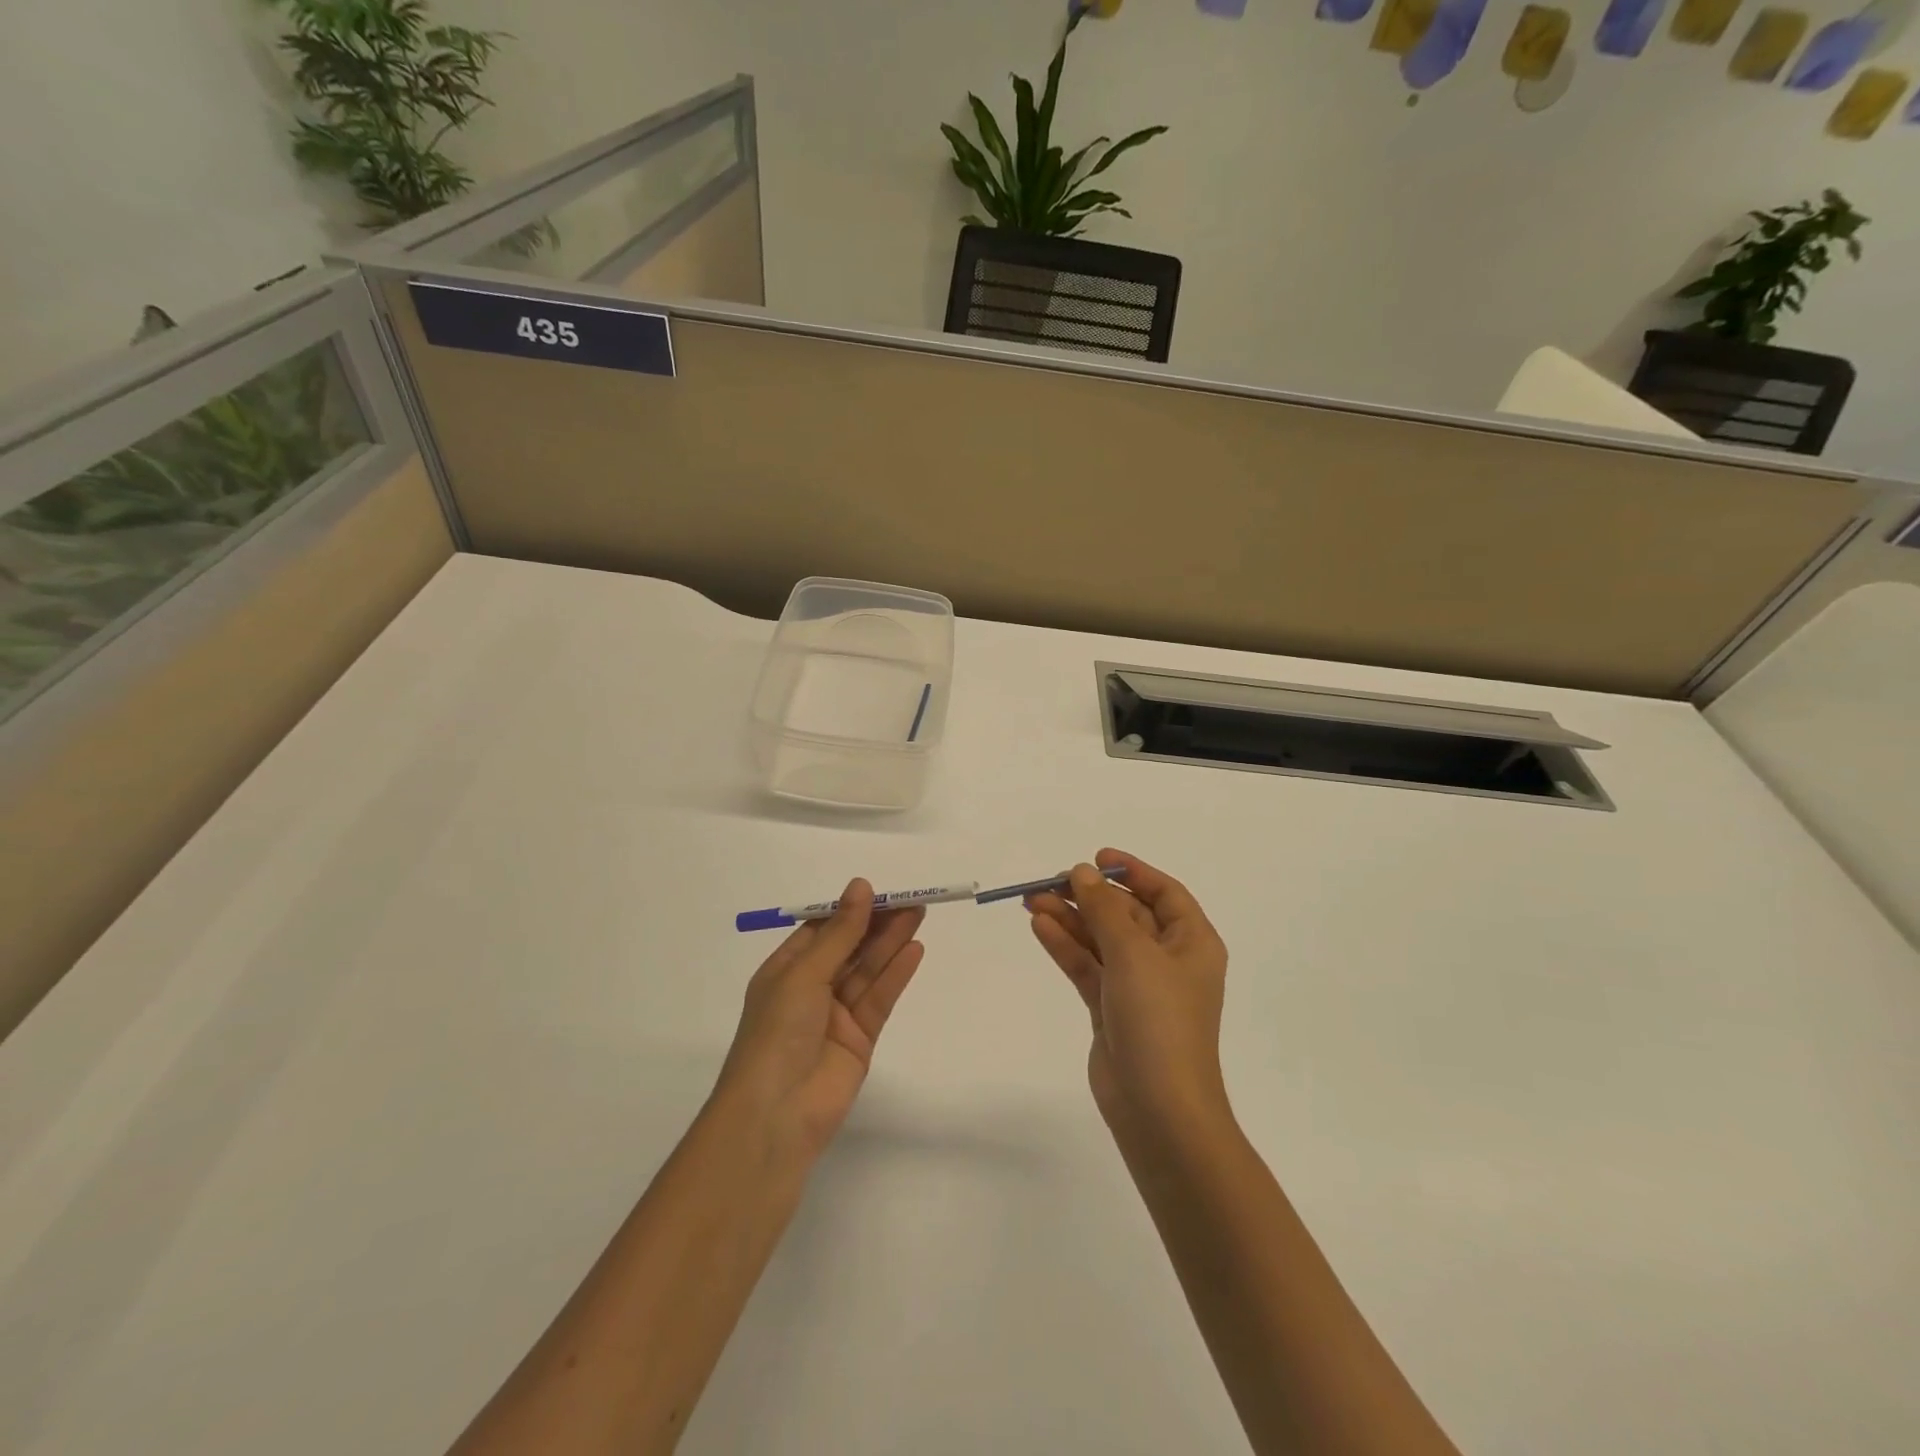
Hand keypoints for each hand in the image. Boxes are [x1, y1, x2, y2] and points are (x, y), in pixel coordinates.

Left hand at [716, 879, 925, 1161]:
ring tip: (919, 915)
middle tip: (911, 900)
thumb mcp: (804, 974)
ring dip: (891, 943)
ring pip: (868, 970)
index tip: (879, 891)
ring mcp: (836, 1015)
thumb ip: (840, 933)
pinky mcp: (860, 1039)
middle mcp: (810, 990)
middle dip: (877, 924)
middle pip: (850, 948)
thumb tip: (861, 886)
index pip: (822, 931)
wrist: (775, 1116)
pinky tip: (915, 950)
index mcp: (785, 971)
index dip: (849, 910)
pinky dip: (896, 974)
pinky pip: (879, 999)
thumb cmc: (777, 1033)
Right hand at [1028, 850, 1230, 1140]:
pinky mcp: (1112, 1009)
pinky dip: (1066, 946)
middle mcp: (1167, 960)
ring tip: (1032, 900)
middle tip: (1049, 882)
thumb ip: (1104, 909)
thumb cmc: (1159, 1020)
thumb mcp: (1133, 953)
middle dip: (1089, 896)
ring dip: (1070, 919)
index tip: (1095, 858)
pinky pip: (1087, 966)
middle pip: (1126, 914)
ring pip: (1101, 940)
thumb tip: (1081, 872)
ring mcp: (1138, 987)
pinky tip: (1040, 927)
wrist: (1158, 1109)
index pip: (1164, 893)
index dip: (1131, 871)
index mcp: (1191, 943)